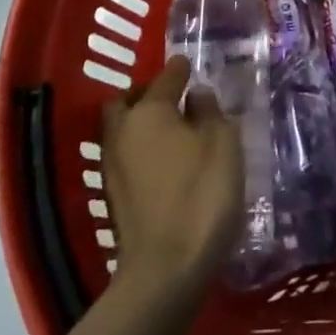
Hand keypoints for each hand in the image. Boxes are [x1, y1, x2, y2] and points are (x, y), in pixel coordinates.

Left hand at [101, 56, 242, 291]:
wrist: (166, 270)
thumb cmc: (202, 193)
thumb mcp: (222, 142)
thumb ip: (210, 111)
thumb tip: (196, 96)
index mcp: (148, 111)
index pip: (165, 77)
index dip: (180, 69)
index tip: (190, 64)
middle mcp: (122, 132)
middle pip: (129, 102)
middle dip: (148, 94)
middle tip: (176, 99)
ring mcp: (112, 167)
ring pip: (123, 130)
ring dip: (143, 123)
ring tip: (175, 130)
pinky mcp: (113, 197)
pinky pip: (127, 156)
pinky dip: (143, 150)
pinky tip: (167, 161)